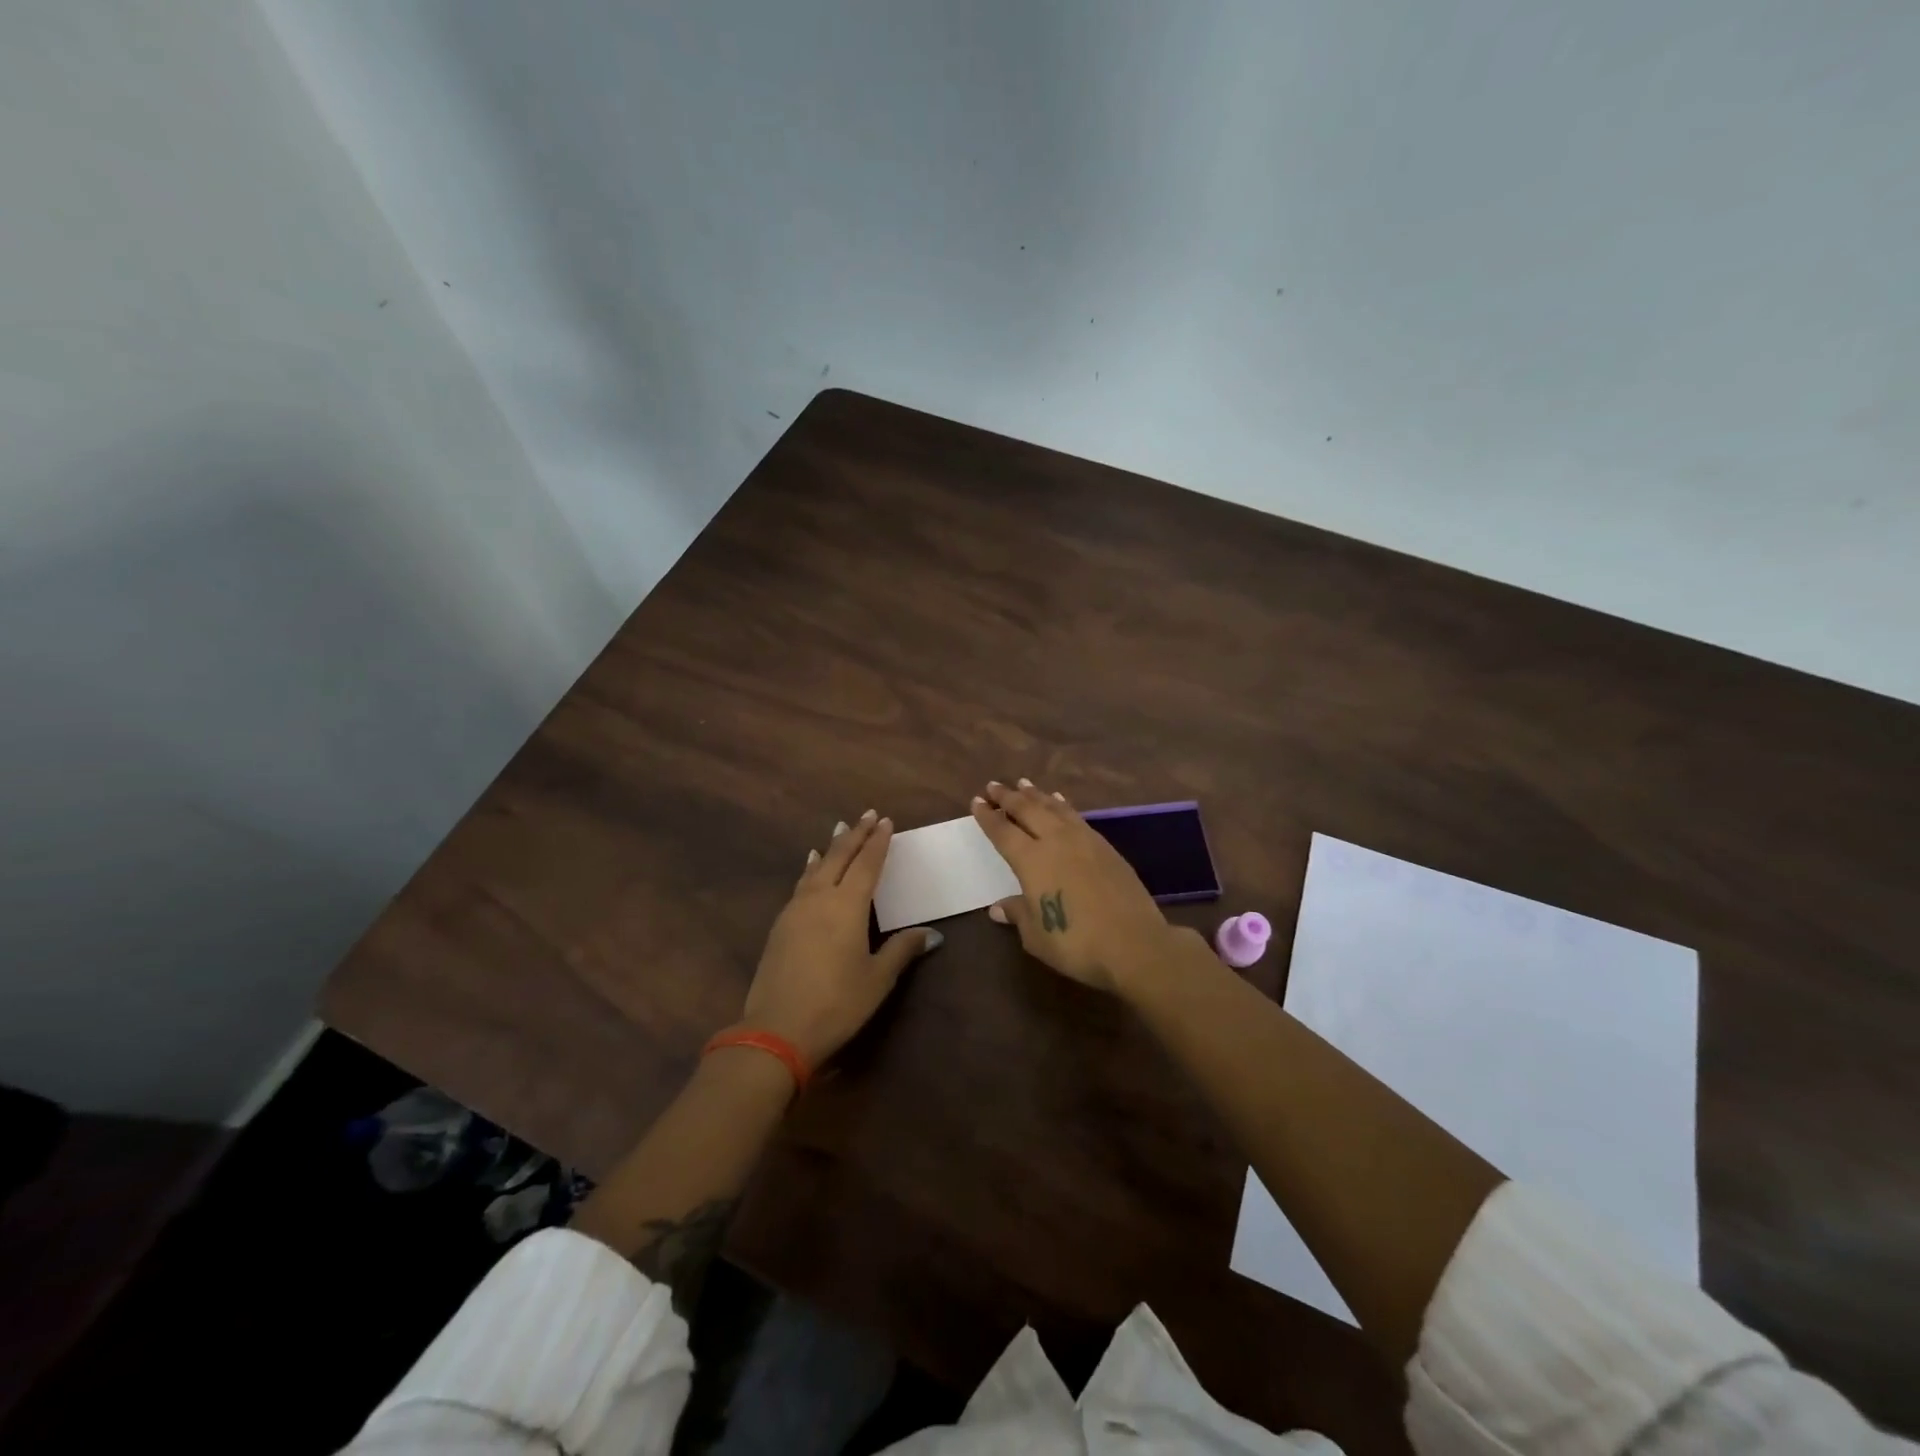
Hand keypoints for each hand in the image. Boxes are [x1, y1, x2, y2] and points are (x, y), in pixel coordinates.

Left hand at [736, 809, 940, 1068]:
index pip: (867, 863)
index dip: (878, 842)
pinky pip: (801, 884)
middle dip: (855, 834)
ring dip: (832, 847)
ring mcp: (796, 910)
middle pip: (839, 856)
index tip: (886, 821)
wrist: (777, 1029)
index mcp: (848, 905)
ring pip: (816, 867)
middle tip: (867, 815)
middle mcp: (820, 898)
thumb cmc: (837, 1003)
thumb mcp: (877, 978)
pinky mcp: (780, 925)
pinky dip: (811, 869)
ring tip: (839, 831)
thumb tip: (932, 934)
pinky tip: (811, 867)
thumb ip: (902, 949)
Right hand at [971, 779, 1179, 993]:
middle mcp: (1055, 841)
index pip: (1003, 831)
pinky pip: (1076, 816)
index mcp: (1031, 860)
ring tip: (1024, 784)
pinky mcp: (1105, 847)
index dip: (988, 816)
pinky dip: (1062, 805)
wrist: (1134, 943)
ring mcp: (1083, 840)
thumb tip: (997, 907)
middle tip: (993, 785)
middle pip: (1027, 810)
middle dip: (1008, 797)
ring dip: (1036, 795)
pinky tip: (1060, 802)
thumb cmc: (1076, 943)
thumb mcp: (1036, 936)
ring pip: (1054, 808)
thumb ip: (1018, 914)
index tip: (976, 801)